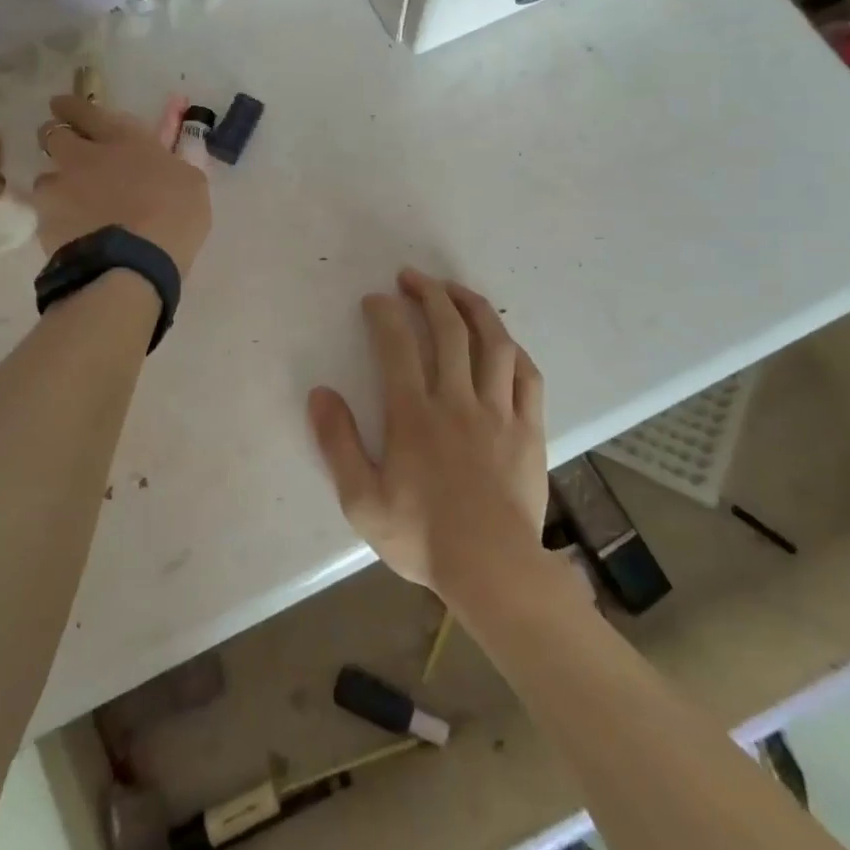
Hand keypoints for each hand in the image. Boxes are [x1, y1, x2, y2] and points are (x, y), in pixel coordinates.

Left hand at [32, 94, 210, 275]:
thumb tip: (167, 162)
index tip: (65, 105)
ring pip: (45, 176)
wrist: (132, 266)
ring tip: (71, 202)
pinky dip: (57, 219)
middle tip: (68, 149)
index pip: (85, 110)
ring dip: (57, 183)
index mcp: (122, 139)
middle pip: (52, 134)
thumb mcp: (192, 185)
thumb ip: (174, 166)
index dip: (72, 106)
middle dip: (57, 137)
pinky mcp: (44, 223)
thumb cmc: (173, 218)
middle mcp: (83, 157)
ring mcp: (60, 190)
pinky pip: (46, 214)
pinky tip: (73, 233)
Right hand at [309, 270, 548, 597]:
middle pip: (448, 330)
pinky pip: (527, 376)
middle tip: (412, 278)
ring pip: (493, 343)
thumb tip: (320, 393)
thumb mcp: (361, 500)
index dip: (385, 314)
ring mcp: (499, 412)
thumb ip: (338, 443)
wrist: (493, 571)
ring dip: (473, 307)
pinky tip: (503, 339)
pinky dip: (514, 350)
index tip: (375, 300)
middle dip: (429, 294)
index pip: (397, 346)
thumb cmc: (422, 537)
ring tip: (456, 290)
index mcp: (414, 415)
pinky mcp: (529, 428)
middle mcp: (457, 401)